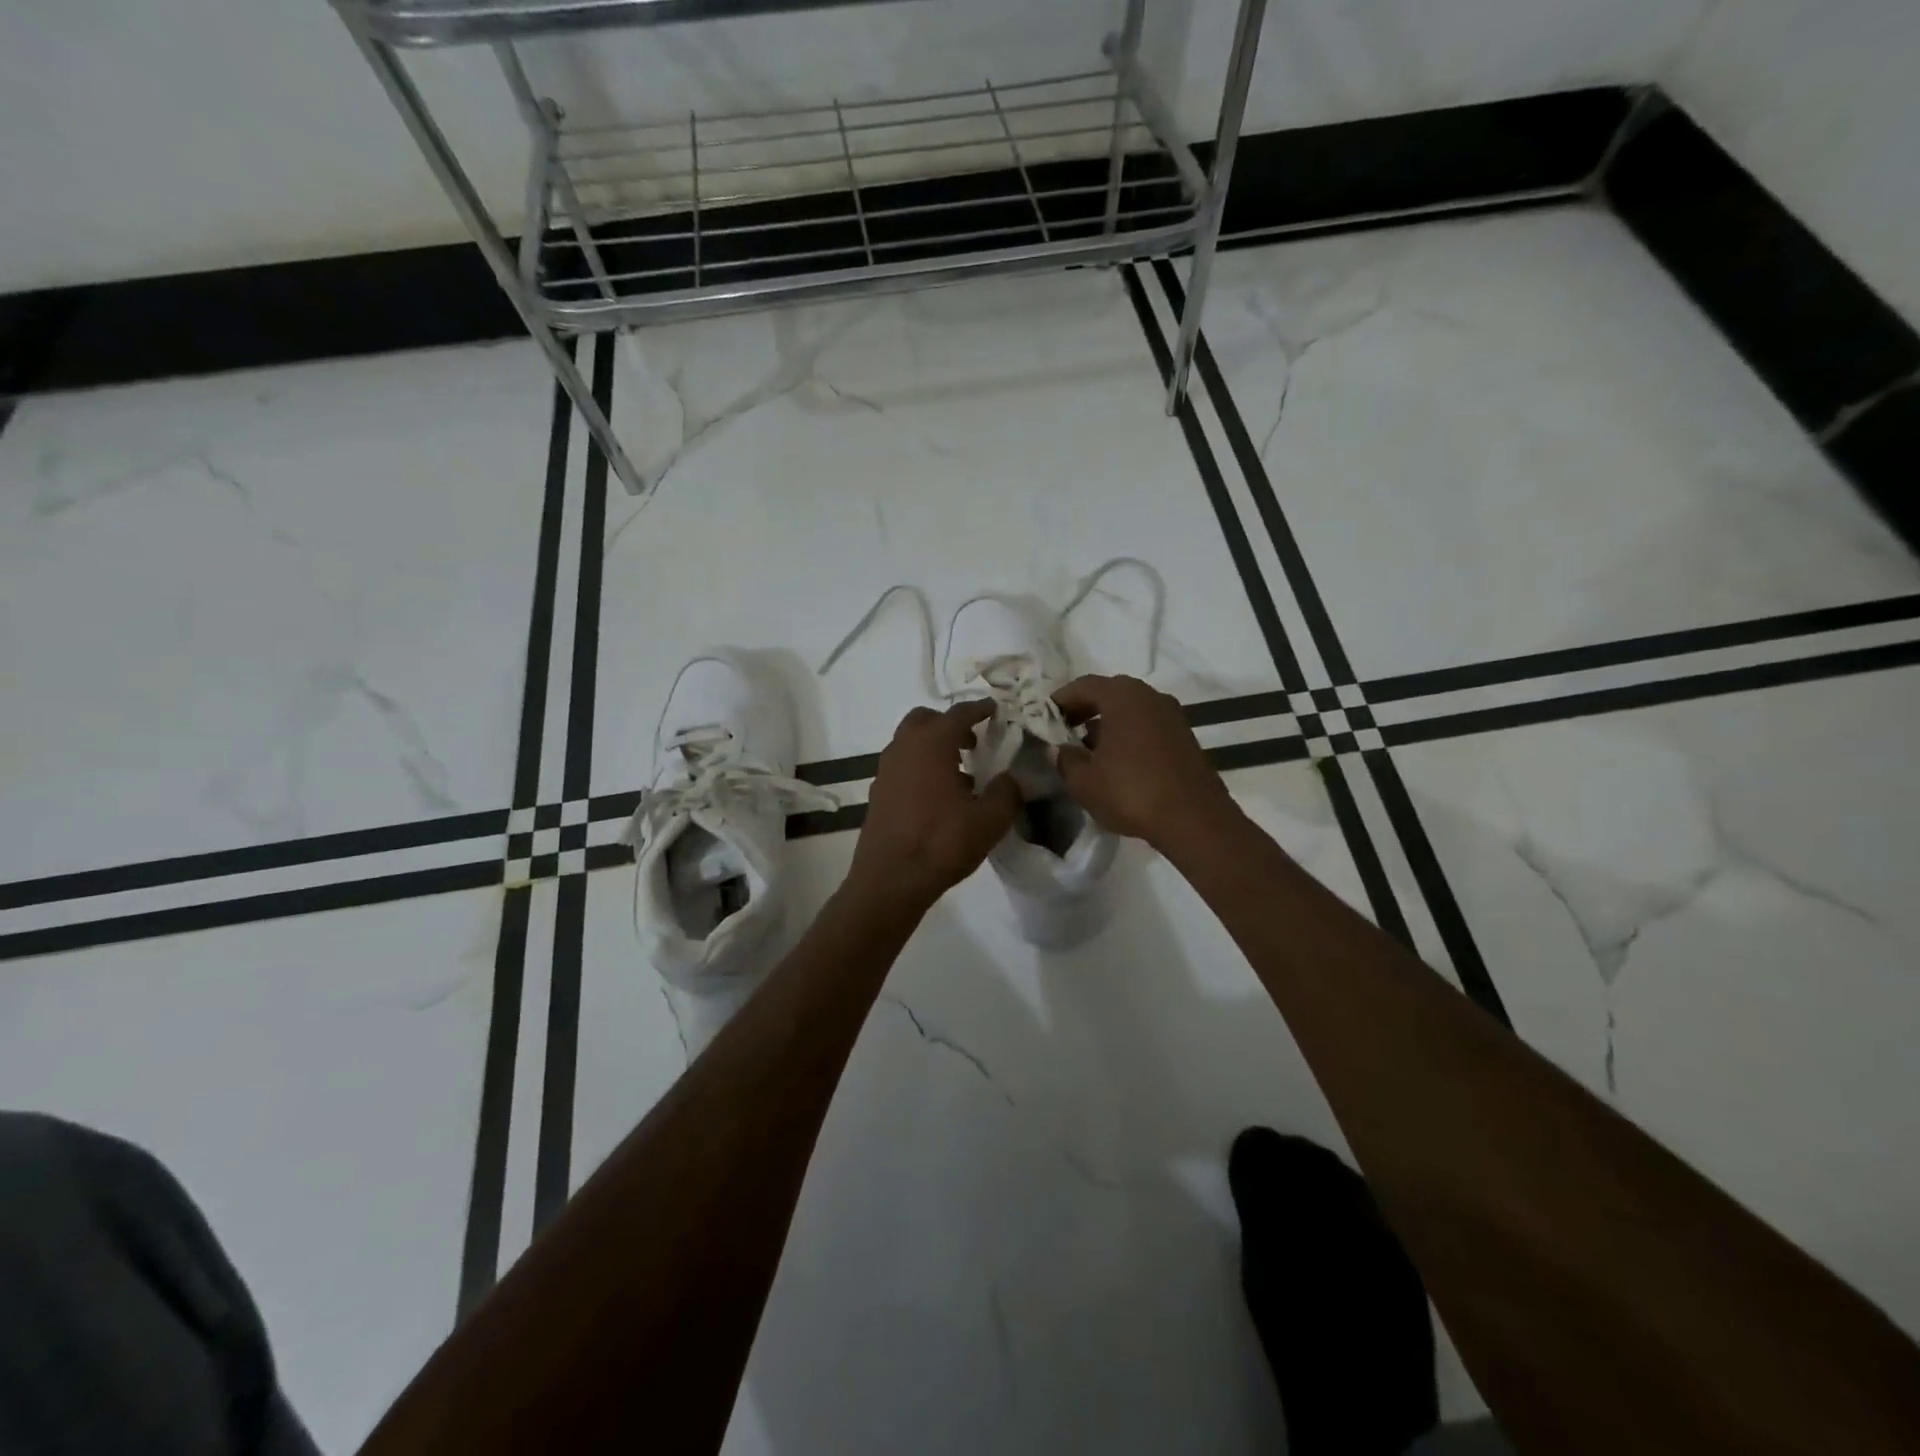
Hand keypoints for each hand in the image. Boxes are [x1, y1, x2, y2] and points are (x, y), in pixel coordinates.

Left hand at [845, 702, 1022, 914]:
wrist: (890, 880)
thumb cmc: (941, 843)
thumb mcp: (989, 820)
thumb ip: (1007, 792)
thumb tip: (1010, 778)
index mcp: (932, 744)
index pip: (958, 713)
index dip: (979, 709)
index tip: (993, 709)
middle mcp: (904, 748)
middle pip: (926, 720)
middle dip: (949, 724)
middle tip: (973, 742)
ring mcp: (886, 770)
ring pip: (910, 743)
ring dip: (934, 747)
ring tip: (960, 773)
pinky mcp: (878, 793)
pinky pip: (902, 766)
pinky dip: (920, 767)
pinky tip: (938, 796)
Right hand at [1052, 674, 1237, 849]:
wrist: (1194, 819)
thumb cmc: (1131, 791)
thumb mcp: (1083, 780)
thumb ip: (1065, 758)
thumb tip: (1061, 749)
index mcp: (1122, 695)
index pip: (1082, 685)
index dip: (1060, 700)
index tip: (1044, 718)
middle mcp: (1150, 696)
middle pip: (1109, 694)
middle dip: (1084, 711)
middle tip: (1063, 732)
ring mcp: (1172, 715)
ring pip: (1130, 711)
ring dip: (1107, 725)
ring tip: (1088, 751)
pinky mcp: (1184, 737)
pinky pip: (1146, 726)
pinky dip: (1128, 736)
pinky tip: (1116, 763)